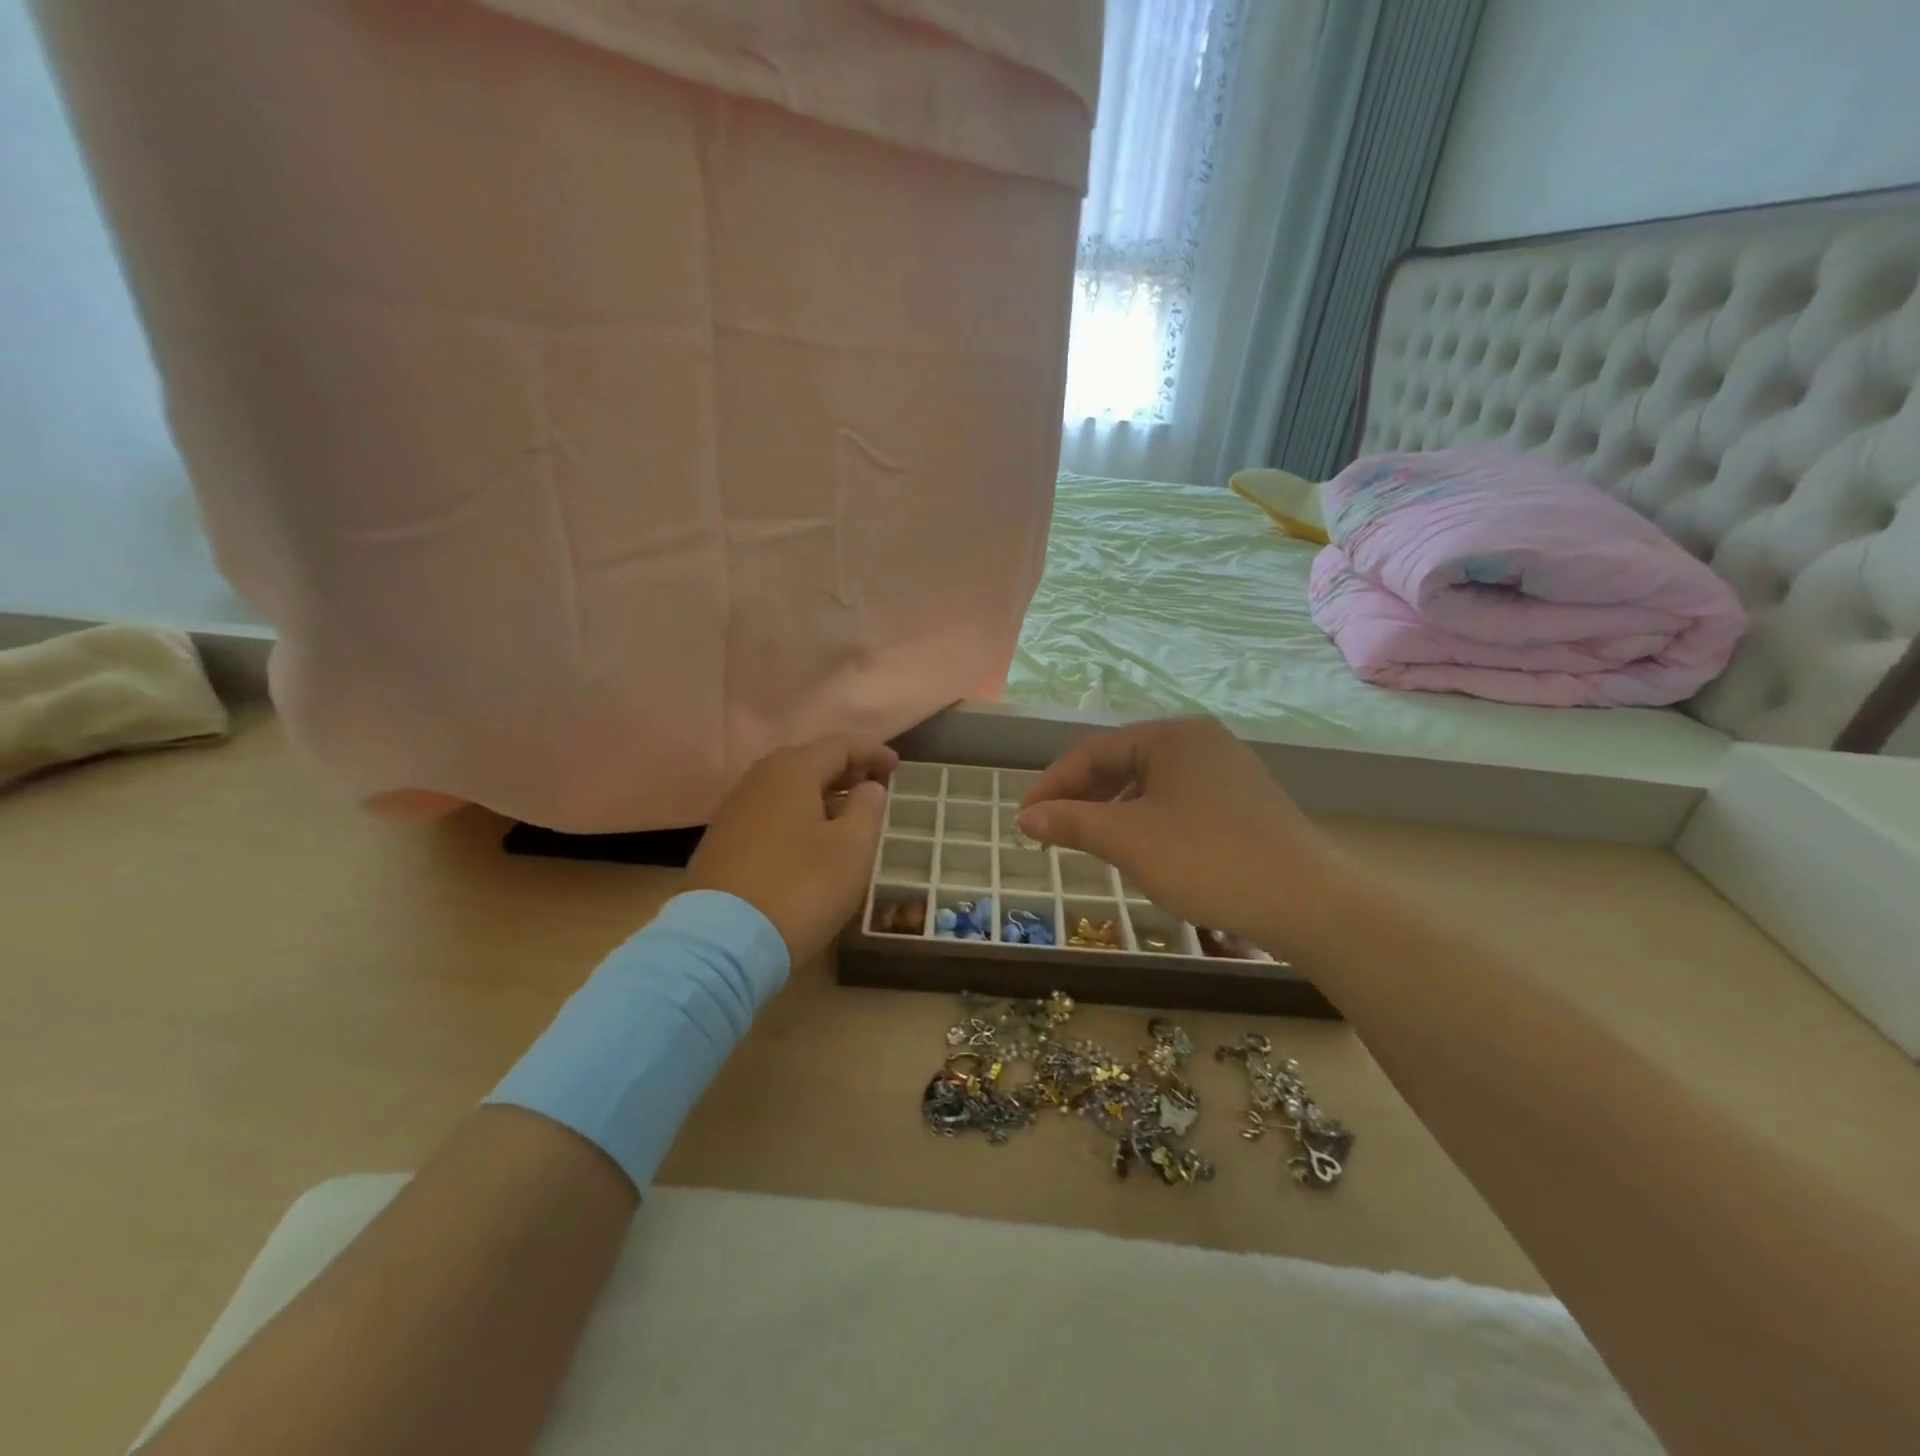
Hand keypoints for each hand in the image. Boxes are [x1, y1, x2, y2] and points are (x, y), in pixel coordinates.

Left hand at [687, 736, 897, 961]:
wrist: (721, 942)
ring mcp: (735, 810)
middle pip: (808, 761)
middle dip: (844, 770)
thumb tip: (869, 787)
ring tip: (845, 814)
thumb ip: (867, 809)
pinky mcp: (722, 841)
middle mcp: (758, 780)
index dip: (872, 753)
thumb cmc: (800, 888)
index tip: (897, 767)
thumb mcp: (851, 850)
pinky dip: (797, 814)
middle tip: (872, 787)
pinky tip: (809, 839)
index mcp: (792, 772)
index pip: (839, 745)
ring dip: (820, 793)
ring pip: (786, 787)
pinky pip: (769, 811)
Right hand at [1017, 718, 1348, 955]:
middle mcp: (1200, 741)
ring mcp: (1227, 770)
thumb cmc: (1208, 860)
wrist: (1309, 903)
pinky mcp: (1244, 801)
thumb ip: (1072, 822)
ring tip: (1090, 842)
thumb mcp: (1128, 841)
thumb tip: (1026, 816)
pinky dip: (1147, 819)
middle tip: (1051, 832)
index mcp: (1171, 736)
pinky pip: (1178, 800)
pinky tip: (1141, 848)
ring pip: (1150, 784)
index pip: (1093, 751)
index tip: (1024, 820)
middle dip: (1082, 797)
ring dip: (1113, 810)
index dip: (1052, 785)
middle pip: (1122, 762)